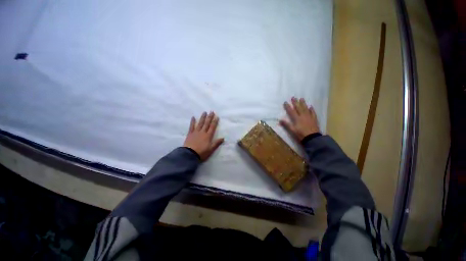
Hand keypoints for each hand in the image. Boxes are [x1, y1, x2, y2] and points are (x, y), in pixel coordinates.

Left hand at [183, 111, 223, 160]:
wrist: (189, 155)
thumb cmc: (202, 152)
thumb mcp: (211, 149)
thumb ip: (217, 143)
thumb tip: (223, 138)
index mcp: (208, 136)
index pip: (212, 127)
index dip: (215, 121)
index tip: (217, 116)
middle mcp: (202, 132)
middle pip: (207, 123)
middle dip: (210, 117)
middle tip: (211, 111)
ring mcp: (196, 132)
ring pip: (200, 123)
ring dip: (203, 117)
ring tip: (204, 112)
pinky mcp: (190, 134)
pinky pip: (191, 126)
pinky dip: (192, 122)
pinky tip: (193, 117)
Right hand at [279, 97, 319, 141]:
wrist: (312, 138)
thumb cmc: (300, 134)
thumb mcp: (292, 130)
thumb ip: (286, 125)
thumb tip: (280, 119)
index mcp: (297, 119)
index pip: (291, 111)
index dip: (288, 106)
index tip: (285, 102)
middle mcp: (303, 116)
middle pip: (298, 108)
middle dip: (295, 102)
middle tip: (293, 97)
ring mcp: (309, 117)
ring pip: (306, 109)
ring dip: (303, 103)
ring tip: (301, 98)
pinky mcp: (314, 119)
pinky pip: (313, 113)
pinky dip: (311, 109)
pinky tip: (311, 106)